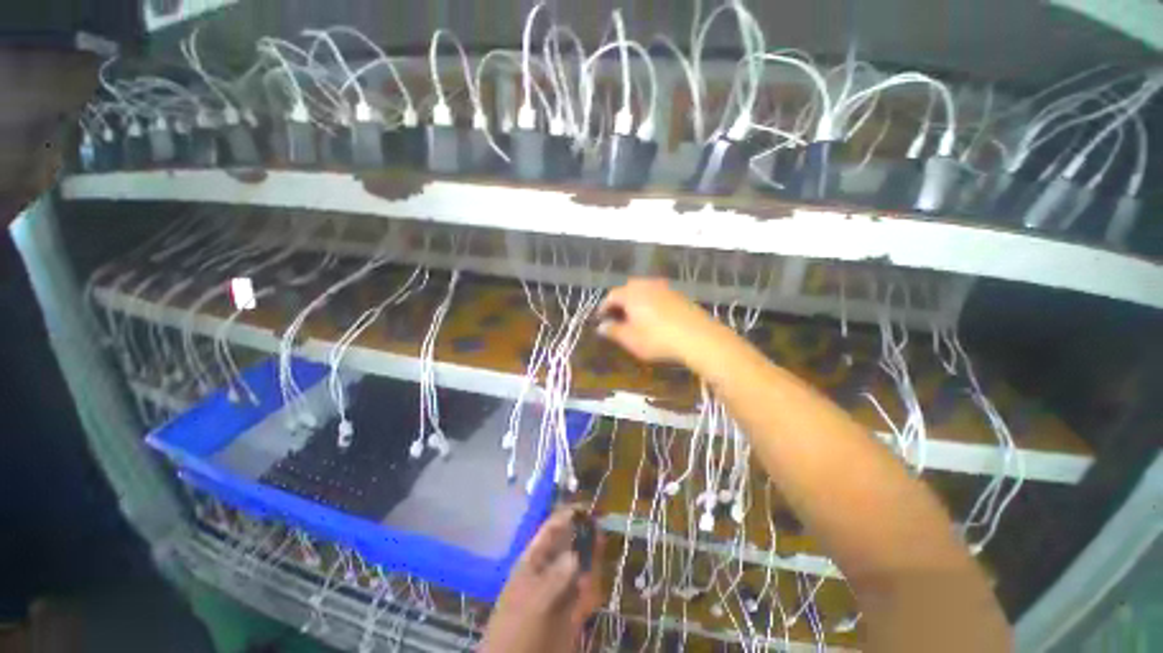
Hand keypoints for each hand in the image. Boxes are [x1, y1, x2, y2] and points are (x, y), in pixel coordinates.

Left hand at [479, 508, 603, 652]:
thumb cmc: (515, 631)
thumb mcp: (532, 602)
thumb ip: (555, 578)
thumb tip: (576, 555)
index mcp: (533, 561)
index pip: (551, 530)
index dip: (568, 516)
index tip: (587, 508)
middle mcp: (548, 572)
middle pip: (570, 546)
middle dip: (585, 538)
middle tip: (600, 531)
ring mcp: (560, 593)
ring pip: (581, 569)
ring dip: (590, 565)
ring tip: (594, 566)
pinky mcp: (571, 614)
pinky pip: (585, 595)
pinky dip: (591, 592)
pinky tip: (592, 593)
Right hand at [597, 278, 723, 368]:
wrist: (698, 337)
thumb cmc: (657, 338)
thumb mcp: (630, 339)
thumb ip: (613, 331)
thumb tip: (601, 327)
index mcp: (631, 293)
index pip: (611, 296)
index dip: (604, 307)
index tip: (601, 319)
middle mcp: (647, 285)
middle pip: (628, 289)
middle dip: (620, 302)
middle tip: (617, 317)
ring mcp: (665, 288)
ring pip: (644, 291)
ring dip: (636, 301)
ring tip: (635, 317)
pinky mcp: (679, 295)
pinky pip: (658, 295)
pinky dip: (651, 303)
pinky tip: (655, 317)